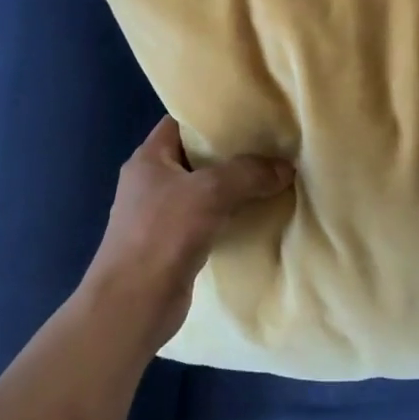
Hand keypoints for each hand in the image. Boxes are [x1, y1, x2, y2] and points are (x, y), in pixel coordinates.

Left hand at [82, 116, 293, 351]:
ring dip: (235, 187)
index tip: (250, 113)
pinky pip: (209, 219)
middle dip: (233, 152)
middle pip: (197, 156)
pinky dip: (232, 216)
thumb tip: (285, 167)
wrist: (133, 305)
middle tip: (273, 144)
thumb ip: (248, 173)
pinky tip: (260, 214)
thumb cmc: (161, 235)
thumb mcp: (209, 192)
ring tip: (274, 176)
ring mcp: (161, 215)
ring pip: (205, 190)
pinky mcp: (175, 244)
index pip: (181, 123)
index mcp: (149, 159)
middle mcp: (152, 182)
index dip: (212, 116)